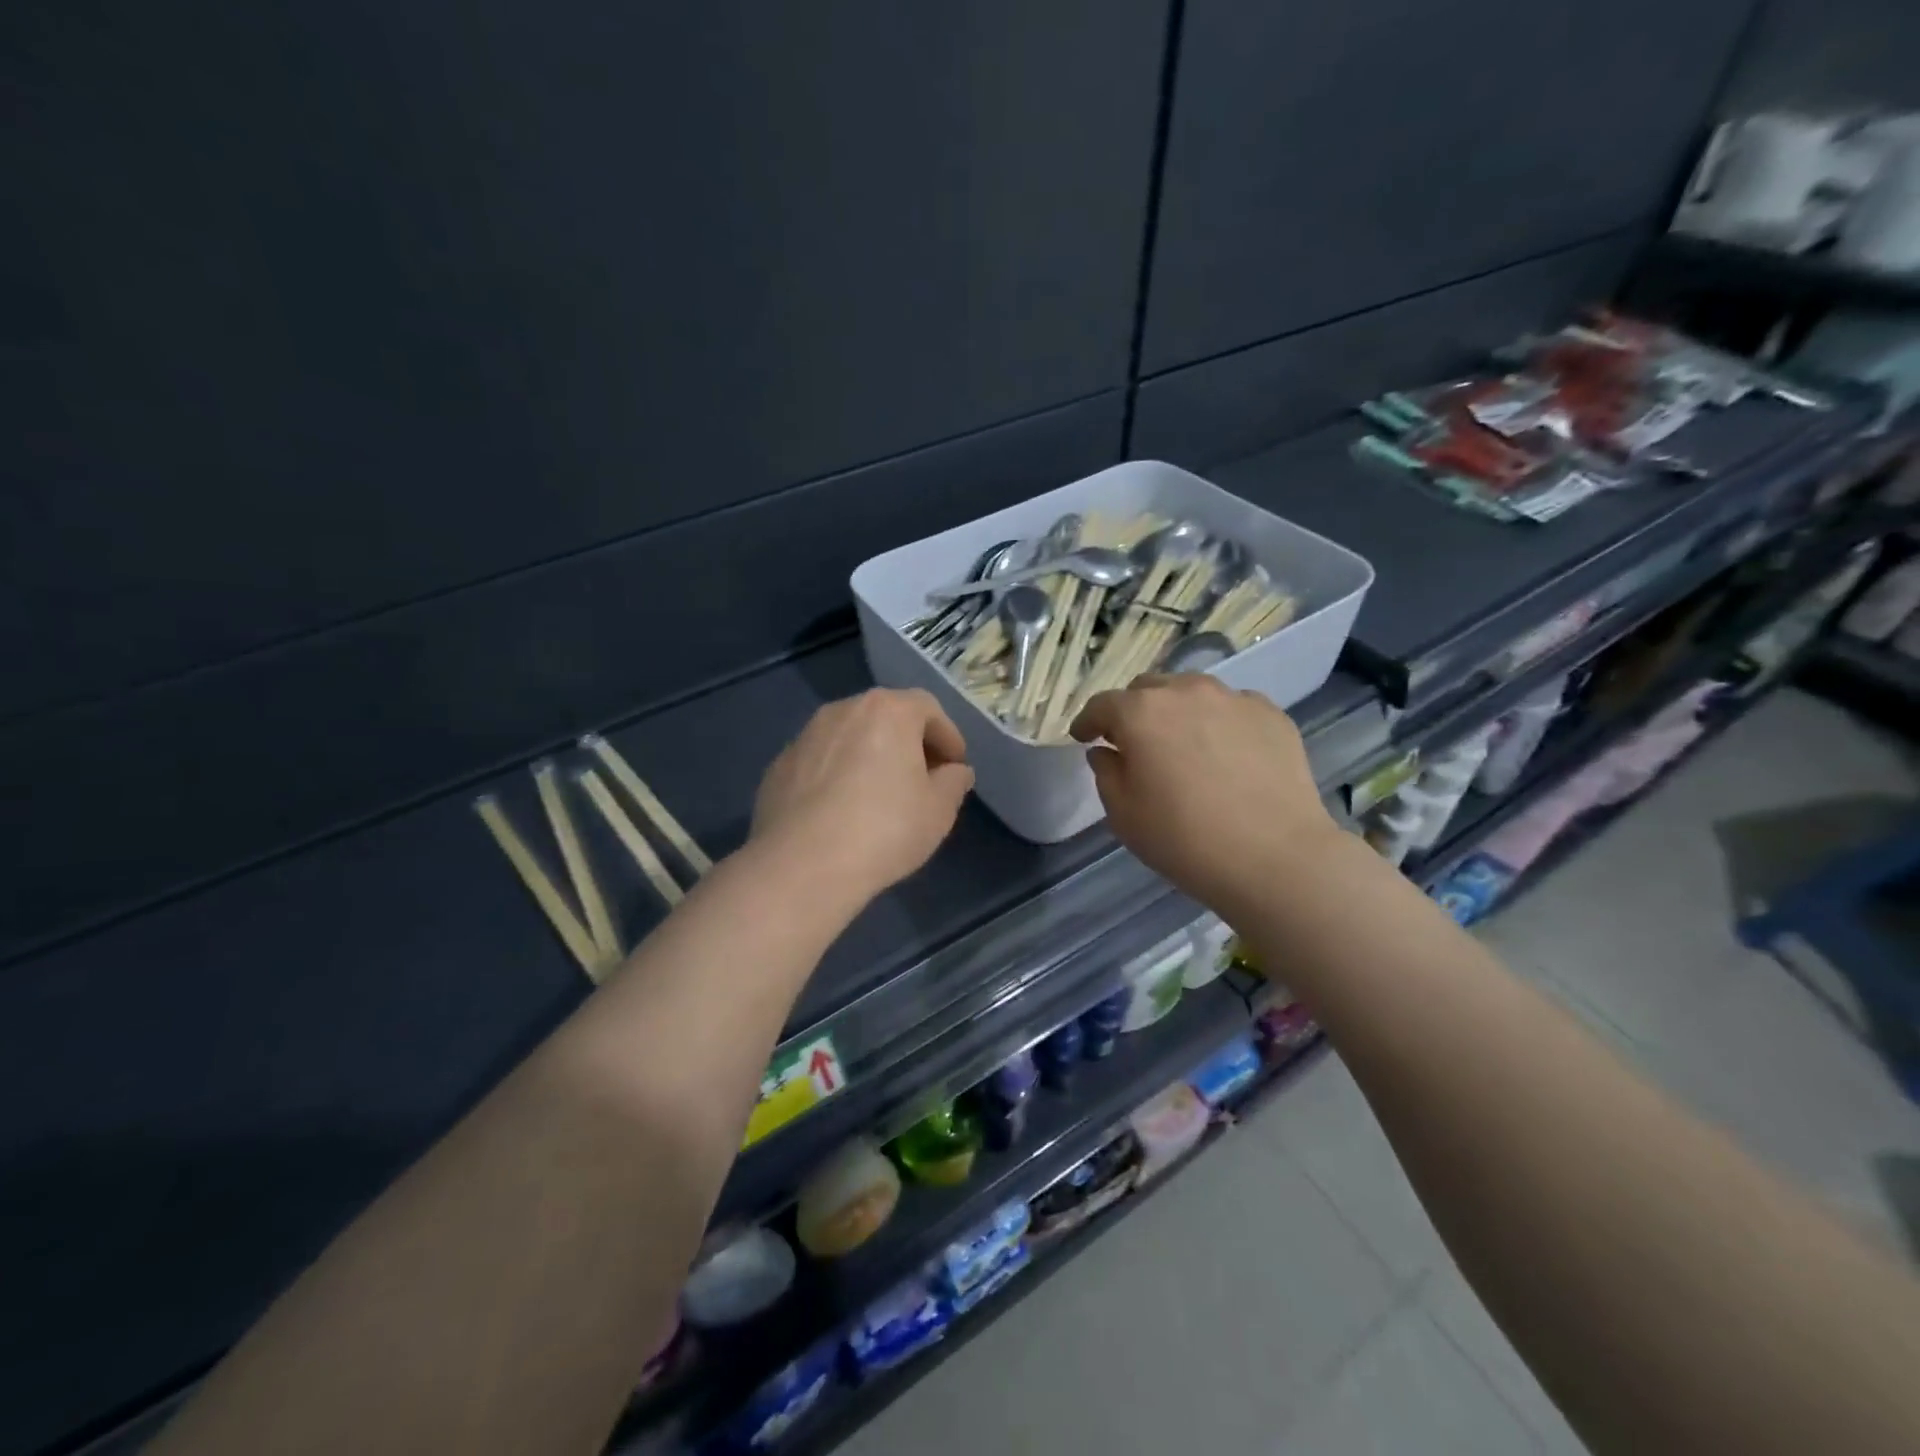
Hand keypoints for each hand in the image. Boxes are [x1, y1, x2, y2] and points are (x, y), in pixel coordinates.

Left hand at [751, 688, 974, 900]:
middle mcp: (844, 710)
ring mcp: (805, 736)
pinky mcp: (779, 765)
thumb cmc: (885, 829)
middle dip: (908, 742)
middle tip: (922, 778)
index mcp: (887, 710)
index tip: (955, 767)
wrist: (802, 865)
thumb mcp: (938, 810)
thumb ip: (953, 782)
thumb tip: (955, 771)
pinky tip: (841, 811)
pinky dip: (837, 775)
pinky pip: (821, 761)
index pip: (928, 709)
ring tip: (880, 795)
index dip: (947, 737)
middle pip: (886, 716)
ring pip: (849, 737)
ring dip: (870, 756)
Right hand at [1070, 675, 1340, 913]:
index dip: (1088, 722)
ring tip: (1182, 743)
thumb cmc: (1184, 839)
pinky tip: (1225, 754)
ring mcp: (1233, 698)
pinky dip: (1219, 722)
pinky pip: (1232, 708)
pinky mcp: (1270, 714)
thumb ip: (1106, 773)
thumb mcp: (1124, 815)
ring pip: (1192, 692)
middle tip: (1135, 743)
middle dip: (1133, 712)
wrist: (1275, 857)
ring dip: (1177, 711)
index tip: (1083, 738)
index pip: (1102, 705)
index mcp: (1140, 712)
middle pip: (1148, 689)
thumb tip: (1107, 752)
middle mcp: (1185, 692)